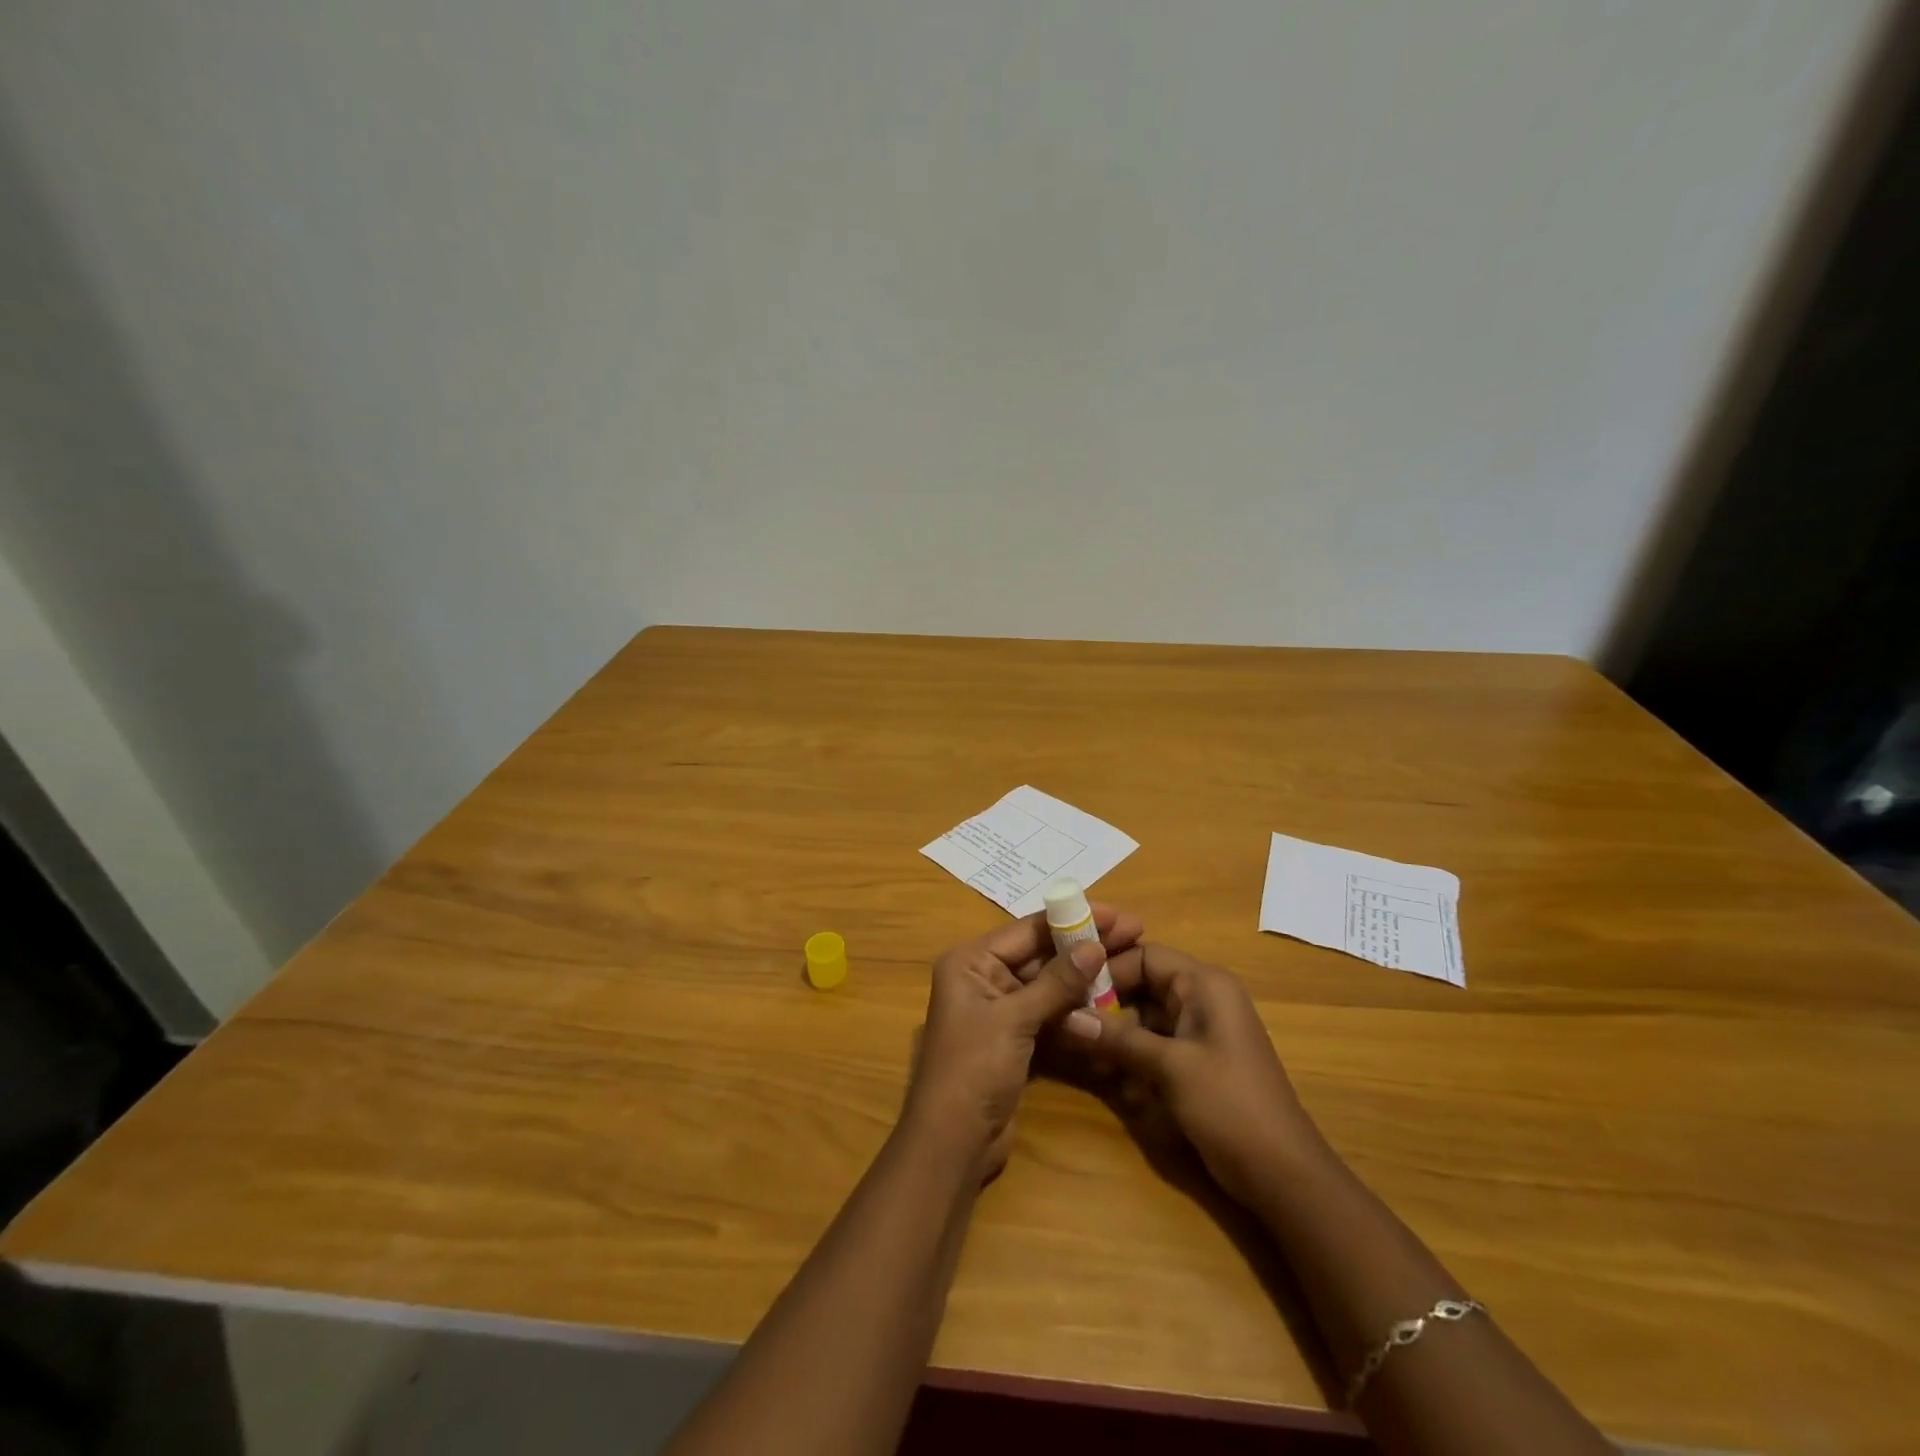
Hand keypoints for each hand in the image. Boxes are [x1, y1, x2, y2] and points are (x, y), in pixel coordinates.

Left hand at [904, 905, 1143, 1181]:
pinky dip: (1075, 1009)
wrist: (953, 1144)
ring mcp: (1000, 1009)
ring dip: (1084, 977)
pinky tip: (1110, 1000)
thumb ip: (1056, 982)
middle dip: (1083, 945)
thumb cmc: (974, 1068)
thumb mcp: (1014, 1019)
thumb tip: (1095, 946)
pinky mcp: (1015, 1038)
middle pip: (1040, 954)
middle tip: (1133, 934)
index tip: (1115, 914)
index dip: (1072, 919)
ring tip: (1129, 962)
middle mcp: (983, 977)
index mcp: (971, 962)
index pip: (1027, 930)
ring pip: (1048, 984)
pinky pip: (1049, 1013)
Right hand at [1079, 944, 1321, 1205]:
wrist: (1284, 1175)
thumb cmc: (1230, 1105)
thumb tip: (1065, 1017)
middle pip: (1143, 984)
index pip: (1145, 955)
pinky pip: (1155, 1043)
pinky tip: (1108, 1076)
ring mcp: (1201, 1031)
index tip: (1070, 989)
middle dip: (1107, 1003)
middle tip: (1068, 1022)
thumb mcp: (1169, 1067)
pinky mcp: (1197, 1061)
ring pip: (1145, 1016)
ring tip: (1081, 1053)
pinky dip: (1132, 1054)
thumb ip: (1117, 1038)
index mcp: (1205, 984)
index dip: (1108, 969)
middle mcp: (1203, 998)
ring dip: (1115, 1032)